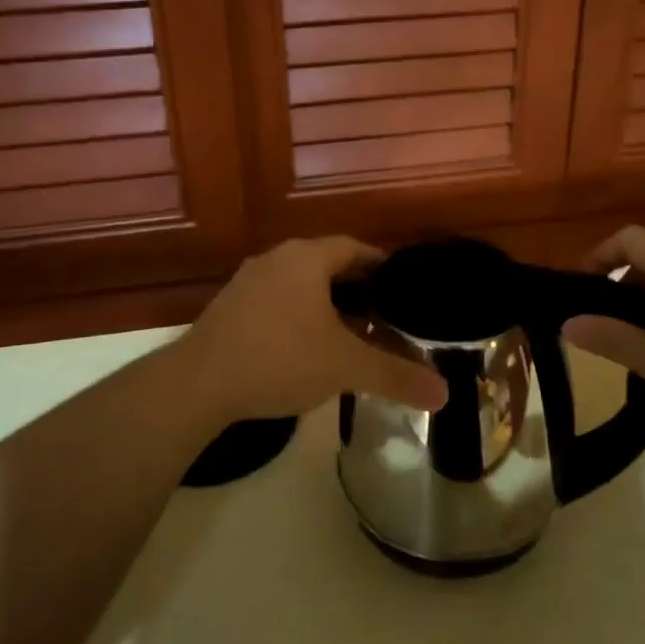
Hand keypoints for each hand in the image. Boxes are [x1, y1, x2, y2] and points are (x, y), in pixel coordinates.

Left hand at [180, 237, 447, 424]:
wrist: (199, 383)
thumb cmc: (280, 358)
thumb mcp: (345, 366)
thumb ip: (395, 375)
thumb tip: (445, 395)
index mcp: (306, 258)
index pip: (354, 248)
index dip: (381, 265)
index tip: (403, 287)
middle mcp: (276, 259)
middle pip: (326, 264)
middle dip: (356, 288)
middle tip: (384, 314)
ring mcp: (247, 282)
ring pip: (299, 284)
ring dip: (325, 304)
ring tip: (351, 333)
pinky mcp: (229, 308)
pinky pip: (276, 302)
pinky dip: (298, 316)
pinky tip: (306, 348)